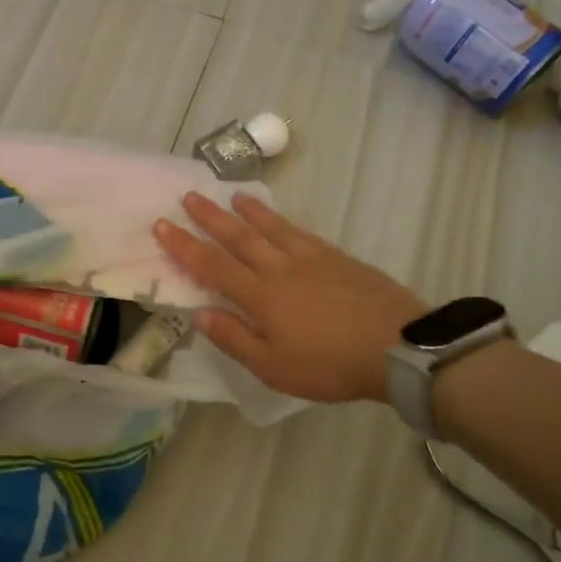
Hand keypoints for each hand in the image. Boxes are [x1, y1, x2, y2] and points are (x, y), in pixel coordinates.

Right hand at [154, 193, 426, 402]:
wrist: (397, 346)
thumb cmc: (330, 364)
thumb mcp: (274, 367)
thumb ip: (235, 338)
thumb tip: (200, 313)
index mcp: (260, 296)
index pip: (212, 265)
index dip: (184, 245)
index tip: (162, 225)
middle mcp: (280, 268)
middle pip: (239, 237)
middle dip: (210, 217)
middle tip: (189, 196)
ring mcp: (311, 259)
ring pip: (271, 227)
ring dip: (247, 211)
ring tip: (231, 194)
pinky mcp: (337, 257)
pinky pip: (300, 231)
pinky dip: (282, 220)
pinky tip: (279, 219)